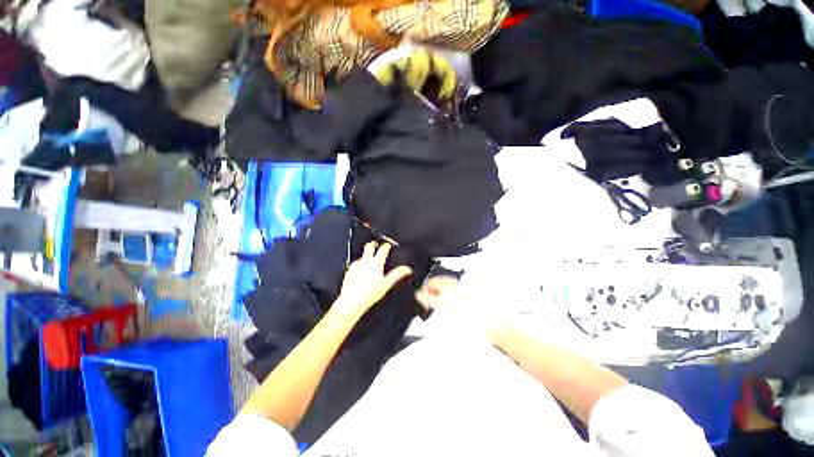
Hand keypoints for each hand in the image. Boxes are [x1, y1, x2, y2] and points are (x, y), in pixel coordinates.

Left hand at [334, 242, 411, 317]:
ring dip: (367, 254)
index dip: (387, 246)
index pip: (383, 249)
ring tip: (371, 260)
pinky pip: (356, 263)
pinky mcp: (349, 270)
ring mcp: (356, 264)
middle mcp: (365, 261)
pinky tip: (362, 271)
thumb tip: (407, 269)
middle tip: (377, 245)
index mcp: (376, 263)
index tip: (388, 246)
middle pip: (369, 246)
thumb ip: (397, 275)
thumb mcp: (386, 285)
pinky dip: (360, 263)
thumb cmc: (369, 294)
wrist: (351, 302)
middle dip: (374, 243)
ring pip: (362, 254)